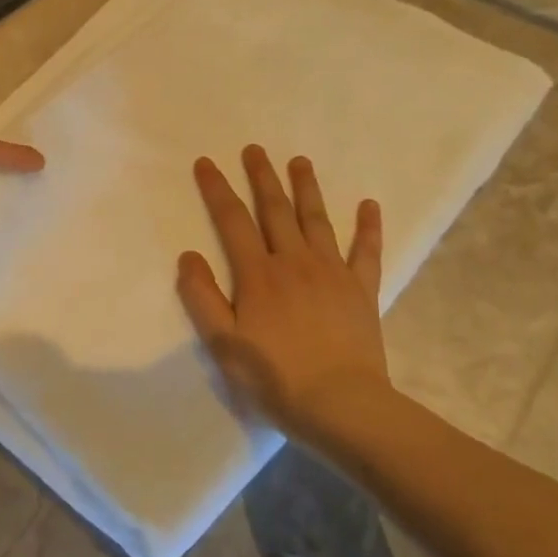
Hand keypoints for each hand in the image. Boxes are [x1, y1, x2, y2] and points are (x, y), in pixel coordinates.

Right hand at [177, 145, 391, 441]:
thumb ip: (202, 297)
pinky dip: (368, 227)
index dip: (217, 190)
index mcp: (258, 274)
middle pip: (275, 210)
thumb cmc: (275, 377)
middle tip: (255, 149)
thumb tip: (188, 255)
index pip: (232, 221)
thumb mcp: (224, 344)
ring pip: (317, 220)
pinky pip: (366, 251)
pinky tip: (369, 205)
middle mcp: (294, 262)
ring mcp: (332, 273)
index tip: (206, 163)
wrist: (342, 407)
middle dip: (262, 177)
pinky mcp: (361, 290)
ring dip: (306, 188)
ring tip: (300, 161)